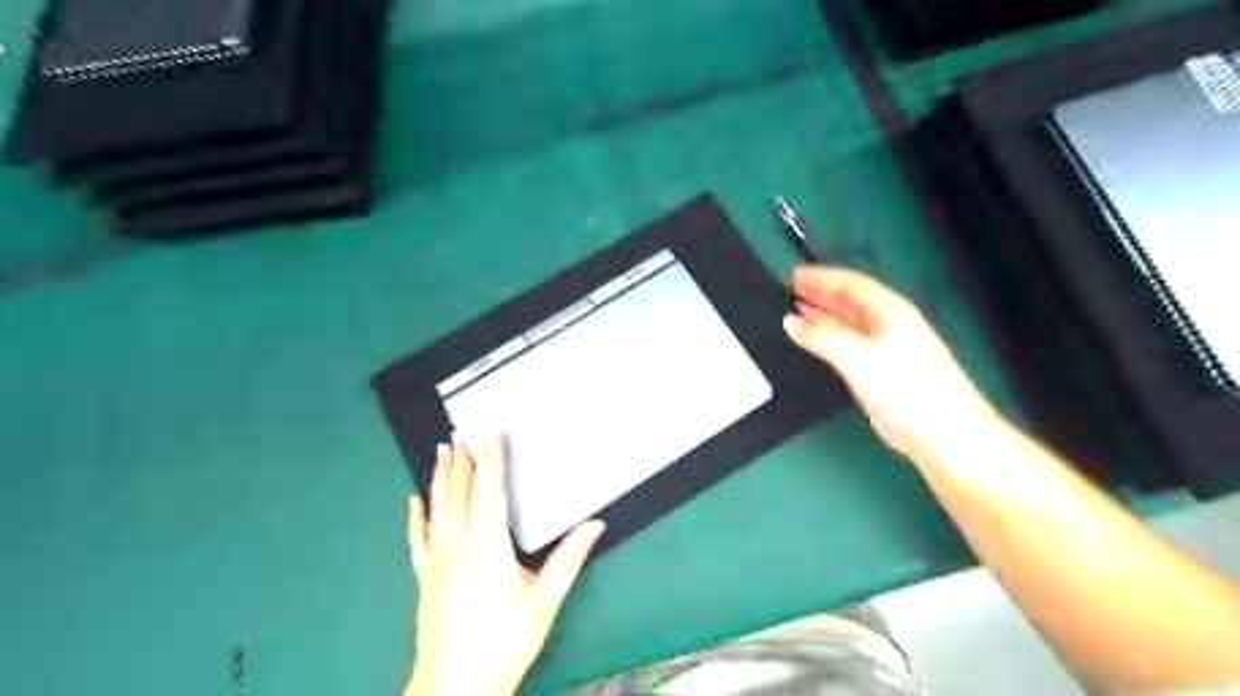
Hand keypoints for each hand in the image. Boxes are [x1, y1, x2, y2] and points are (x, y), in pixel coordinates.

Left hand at [408, 439, 605, 691]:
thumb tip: (595, 524)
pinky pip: (417, 537)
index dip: (490, 458)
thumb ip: (569, 559)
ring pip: (437, 507)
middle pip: (459, 492)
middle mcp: (458, 544)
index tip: (489, 432)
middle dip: (462, 460)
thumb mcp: (544, 601)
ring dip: (440, 477)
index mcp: (488, 544)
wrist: (454, 687)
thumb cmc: (503, 641)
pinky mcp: (425, 577)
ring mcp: (437, 560)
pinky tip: (413, 500)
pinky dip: (415, 516)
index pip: (489, 490)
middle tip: (461, 431)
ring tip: (441, 451)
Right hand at [784, 266, 995, 462]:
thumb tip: (790, 321)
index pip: (851, 283)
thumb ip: (822, 337)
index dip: (822, 277)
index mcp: (889, 311)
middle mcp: (887, 323)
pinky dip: (828, 338)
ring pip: (848, 323)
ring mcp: (884, 347)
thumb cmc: (904, 386)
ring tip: (795, 310)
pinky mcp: (880, 370)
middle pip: (850, 300)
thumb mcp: (857, 356)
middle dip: (820, 293)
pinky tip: (813, 341)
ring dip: (823, 315)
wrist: (941, 430)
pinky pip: (848, 344)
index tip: (794, 275)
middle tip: (790, 290)